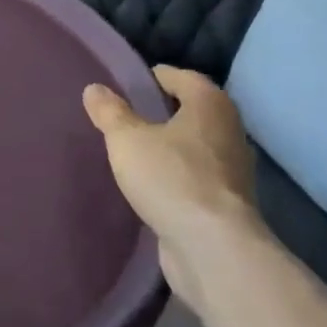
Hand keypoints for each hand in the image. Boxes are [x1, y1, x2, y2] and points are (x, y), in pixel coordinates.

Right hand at [83, 66, 262, 307]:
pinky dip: (176, 176)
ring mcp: (232, 170)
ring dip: (169, 147)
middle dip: (160, 113)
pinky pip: (195, 177)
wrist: (213, 249)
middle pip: (190, 110)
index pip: (180, 76)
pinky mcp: (227, 203)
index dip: (151, 78)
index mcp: (210, 103)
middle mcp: (229, 130)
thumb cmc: (171, 178)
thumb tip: (95, 89)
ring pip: (194, 146)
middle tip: (123, 117)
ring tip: (132, 151)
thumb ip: (110, 112)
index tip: (124, 86)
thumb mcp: (127, 139)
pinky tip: (150, 185)